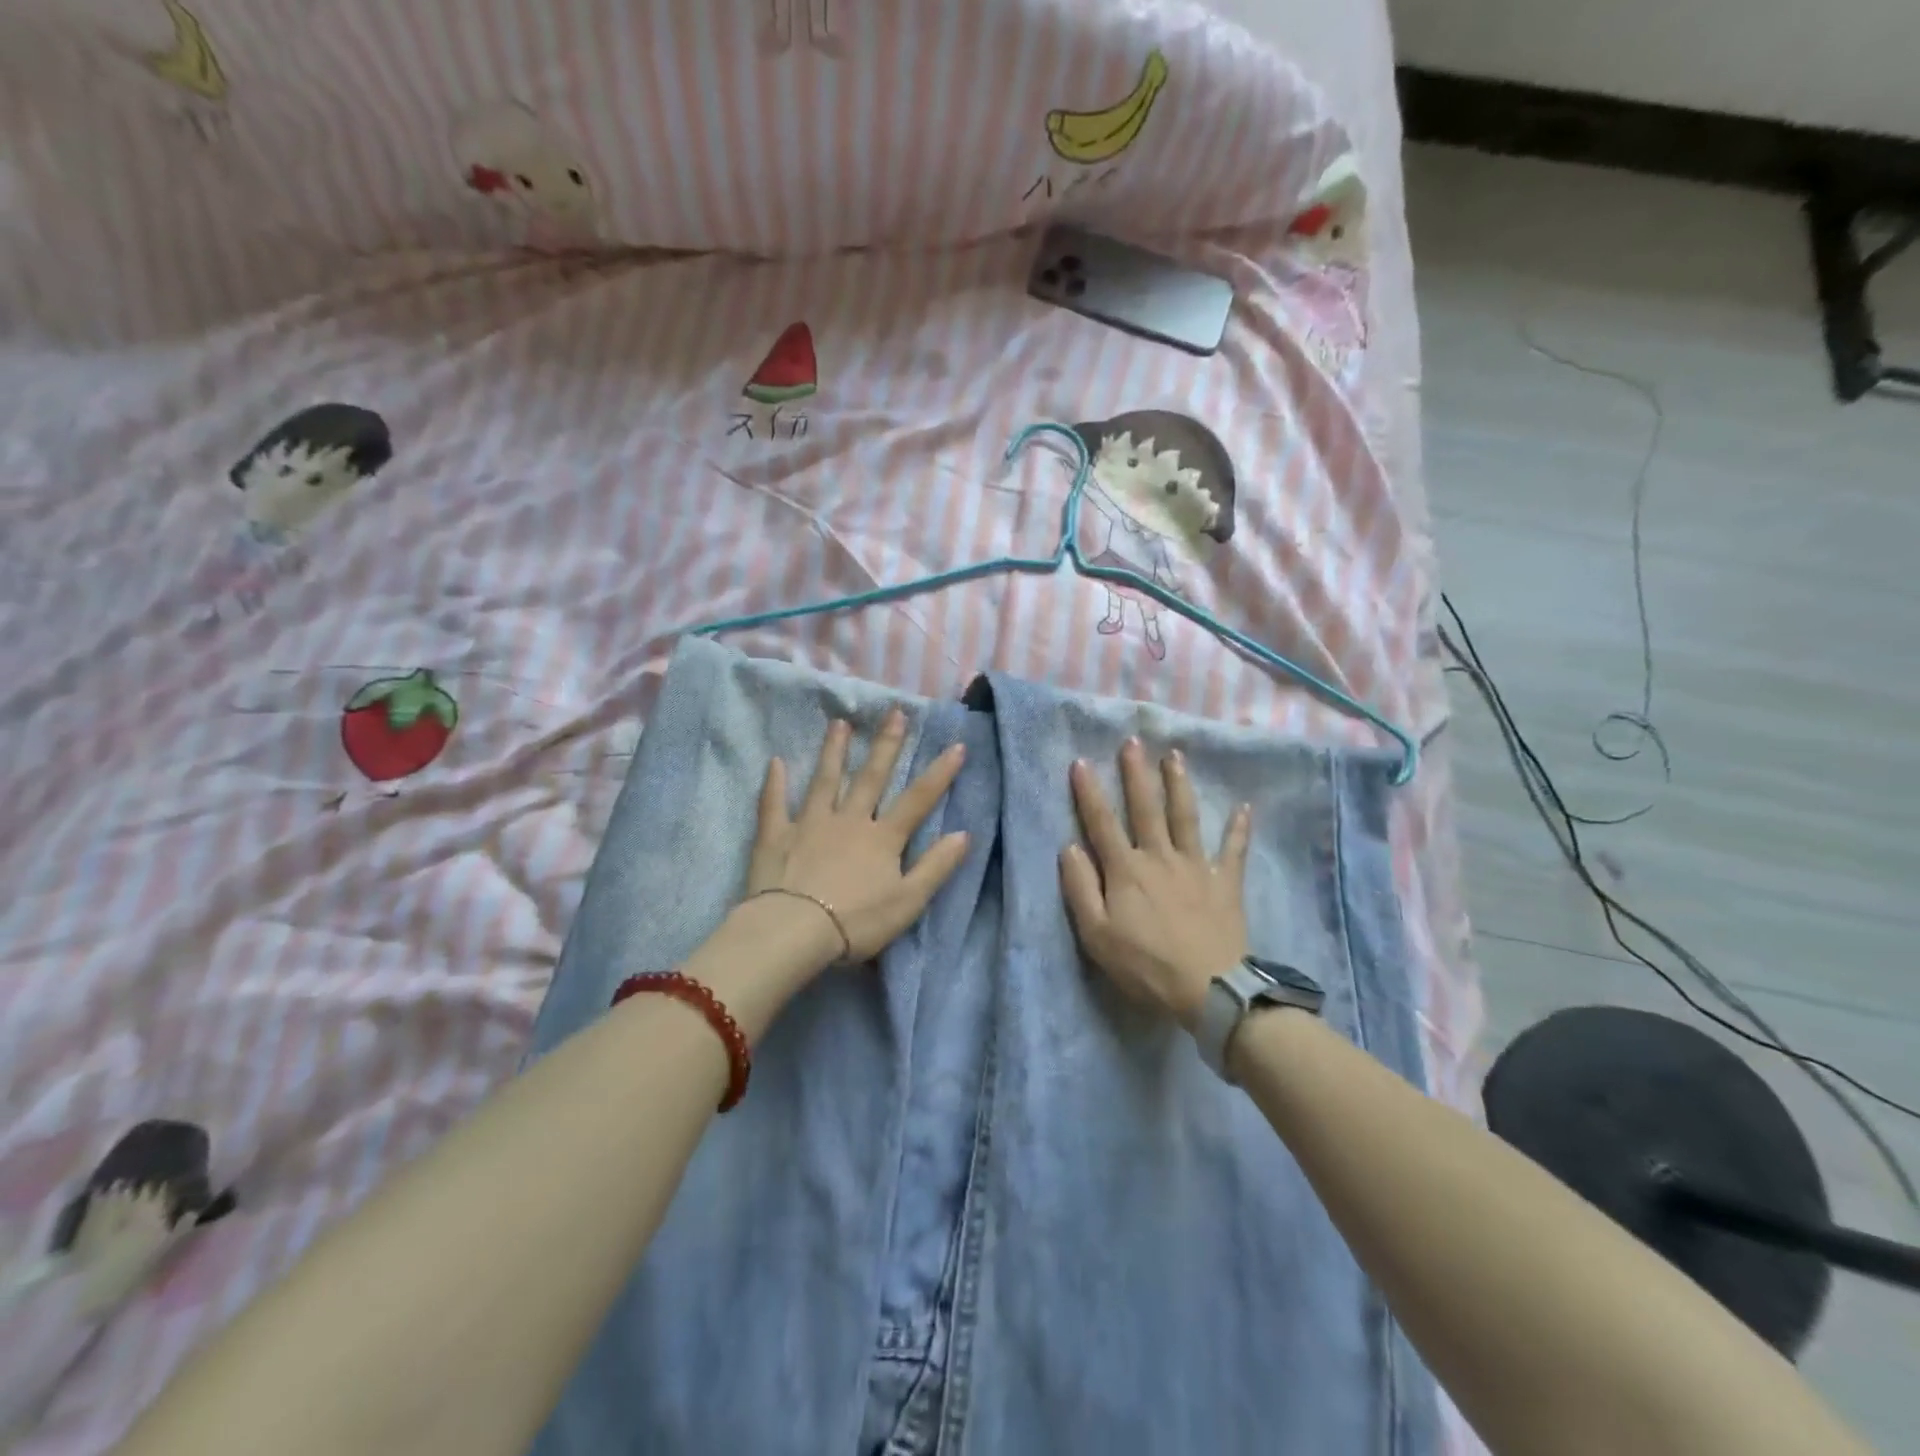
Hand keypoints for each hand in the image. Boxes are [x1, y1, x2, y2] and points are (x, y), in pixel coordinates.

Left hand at [744, 710, 969, 962]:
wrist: (795, 932)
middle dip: (886, 745)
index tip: (956, 744)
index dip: (940, 773)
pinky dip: (775, 783)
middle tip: (895, 712)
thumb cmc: (857, 922)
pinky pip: (775, 804)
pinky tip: (775, 762)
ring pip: (825, 780)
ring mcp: (811, 823)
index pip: (918, 800)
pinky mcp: (777, 835)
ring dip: (834, 751)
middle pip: (871, 778)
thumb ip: (936, 866)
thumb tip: (965, 833)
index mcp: (882, 838)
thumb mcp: (908, 901)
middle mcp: (849, 820)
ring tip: (839, 723)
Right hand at [1058, 740, 1251, 1027]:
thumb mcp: (1097, 935)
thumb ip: (1080, 888)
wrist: (1209, 990)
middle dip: (1136, 773)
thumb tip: (1069, 847)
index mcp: (1126, 870)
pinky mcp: (1224, 883)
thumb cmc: (1145, 965)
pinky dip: (1239, 829)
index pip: (1102, 823)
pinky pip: (1233, 851)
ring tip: (1175, 756)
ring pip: (1185, 817)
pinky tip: (1244, 808)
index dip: (1089, 793)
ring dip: (1179, 785)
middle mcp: (1159, 857)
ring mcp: (1195, 867)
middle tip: (1133, 741)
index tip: (1080, 762)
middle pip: (1146, 808)